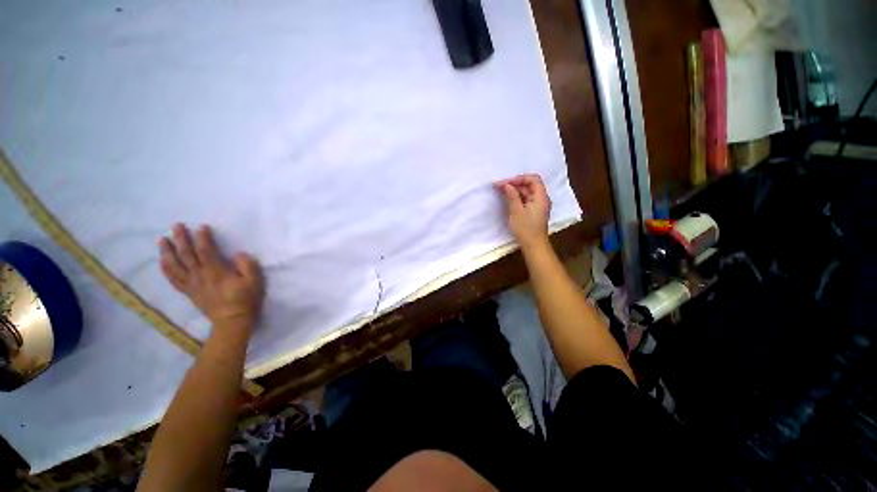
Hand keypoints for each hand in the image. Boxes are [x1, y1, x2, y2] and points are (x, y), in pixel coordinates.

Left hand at [159, 224, 264, 329]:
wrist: (232, 321)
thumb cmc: (245, 299)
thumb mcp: (254, 281)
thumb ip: (247, 265)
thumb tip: (238, 254)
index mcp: (216, 272)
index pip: (206, 251)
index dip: (203, 238)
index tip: (202, 227)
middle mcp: (200, 276)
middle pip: (186, 255)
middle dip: (181, 239)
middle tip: (176, 226)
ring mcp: (192, 285)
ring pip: (175, 266)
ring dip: (168, 252)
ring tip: (162, 240)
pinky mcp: (189, 292)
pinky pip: (174, 279)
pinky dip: (166, 269)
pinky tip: (162, 262)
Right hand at [495, 174, 551, 250]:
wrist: (534, 246)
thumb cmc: (525, 229)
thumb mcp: (516, 211)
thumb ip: (512, 196)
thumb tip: (507, 185)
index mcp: (541, 197)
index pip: (533, 179)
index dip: (519, 178)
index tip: (505, 183)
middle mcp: (542, 199)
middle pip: (530, 185)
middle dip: (515, 184)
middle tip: (499, 186)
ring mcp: (538, 206)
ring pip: (527, 192)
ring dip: (515, 191)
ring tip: (501, 191)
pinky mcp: (534, 212)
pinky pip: (526, 200)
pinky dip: (517, 198)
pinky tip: (508, 199)